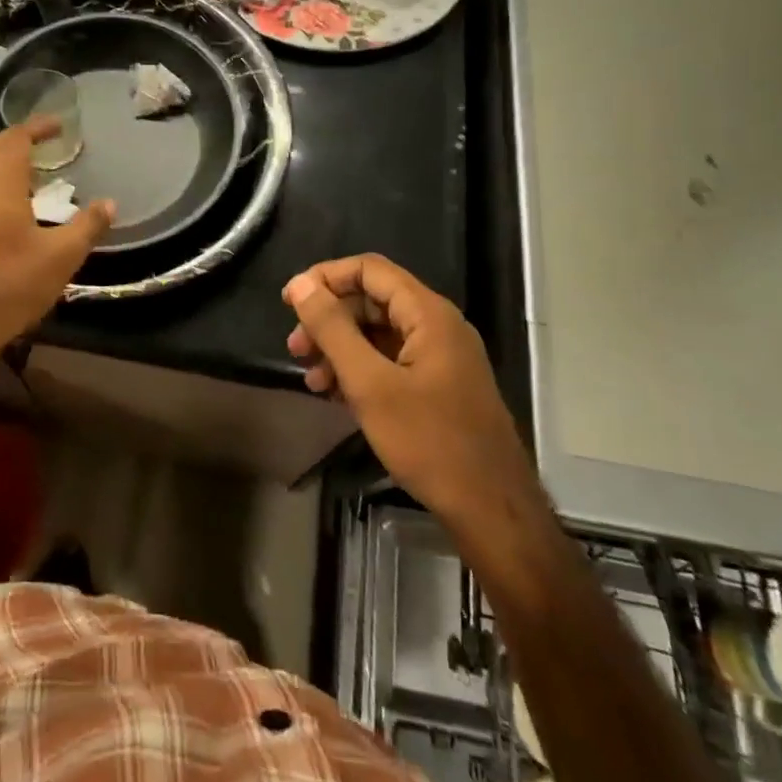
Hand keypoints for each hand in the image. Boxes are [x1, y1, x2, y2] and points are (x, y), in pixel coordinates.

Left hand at [0, 119, 112, 371]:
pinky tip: (7, 205)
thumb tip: (110, 203)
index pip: (16, 138)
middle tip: (44, 143)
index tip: (59, 124)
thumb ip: (87, 226)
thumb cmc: (9, 285)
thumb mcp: (61, 257)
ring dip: (1, 160)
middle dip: (17, 139)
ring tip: (30, 172)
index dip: (37, 127)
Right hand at [284, 255, 534, 524]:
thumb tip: (300, 284)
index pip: (369, 270)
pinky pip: (392, 361)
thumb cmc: (429, 442)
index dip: (325, 278)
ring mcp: (441, 357)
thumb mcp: (370, 384)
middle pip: (372, 300)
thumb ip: (332, 329)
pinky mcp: (439, 386)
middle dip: (329, 319)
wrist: (492, 511)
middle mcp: (438, 325)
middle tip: (295, 348)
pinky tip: (337, 395)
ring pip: (379, 334)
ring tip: (312, 379)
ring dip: (340, 349)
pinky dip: (361, 370)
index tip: (289, 302)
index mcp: (428, 314)